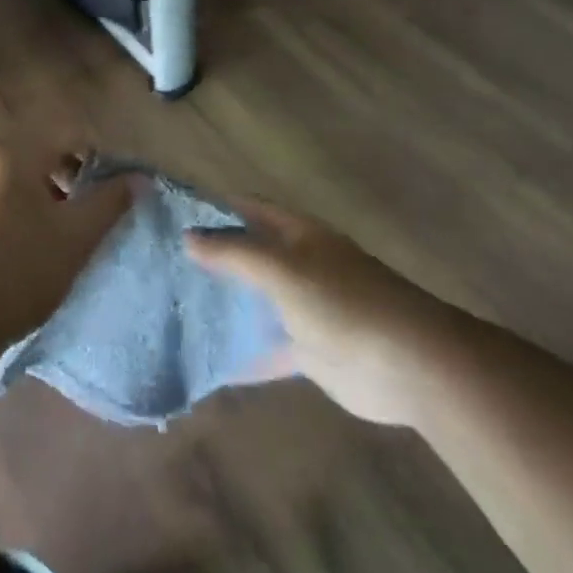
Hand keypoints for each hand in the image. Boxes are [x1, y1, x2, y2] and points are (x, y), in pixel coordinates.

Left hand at [0, 140, 132, 360]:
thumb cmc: (16, 273)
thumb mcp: (75, 238)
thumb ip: (110, 201)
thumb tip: (139, 177)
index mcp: (9, 148)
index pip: (67, 140)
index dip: (94, 165)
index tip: (105, 199)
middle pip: (35, 157)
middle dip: (61, 184)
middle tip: (76, 225)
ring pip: (9, 177)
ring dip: (32, 199)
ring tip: (45, 241)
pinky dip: (4, 211)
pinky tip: (10, 248)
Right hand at [186, 199, 452, 426]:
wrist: (409, 364)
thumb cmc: (342, 301)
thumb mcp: (281, 269)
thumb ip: (234, 253)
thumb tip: (187, 236)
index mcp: (296, 234)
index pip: (247, 209)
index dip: (213, 208)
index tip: (172, 216)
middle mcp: (298, 264)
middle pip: (248, 254)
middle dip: (212, 259)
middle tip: (162, 265)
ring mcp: (305, 307)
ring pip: (255, 300)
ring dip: (225, 304)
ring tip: (175, 308)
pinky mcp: (310, 349)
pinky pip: (268, 347)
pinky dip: (244, 353)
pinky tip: (209, 362)